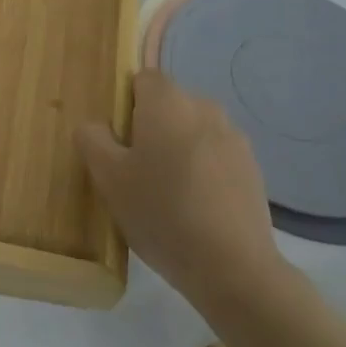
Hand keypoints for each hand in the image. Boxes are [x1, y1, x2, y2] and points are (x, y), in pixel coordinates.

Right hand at [76, 69, 280, 309]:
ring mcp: (234, 138)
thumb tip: (95, 125)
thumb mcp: (108, 178)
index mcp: (168, 102)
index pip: (143, 79)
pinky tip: (197, 209)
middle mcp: (204, 107)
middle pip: (169, 105)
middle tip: (137, 172)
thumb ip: (92, 139)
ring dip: (179, 149)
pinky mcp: (253, 168)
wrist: (233, 267)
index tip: (119, 142)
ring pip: (194, 131)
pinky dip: (204, 171)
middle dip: (152, 129)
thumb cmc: (161, 213)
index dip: (126, 105)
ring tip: (169, 195)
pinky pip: (216, 156)